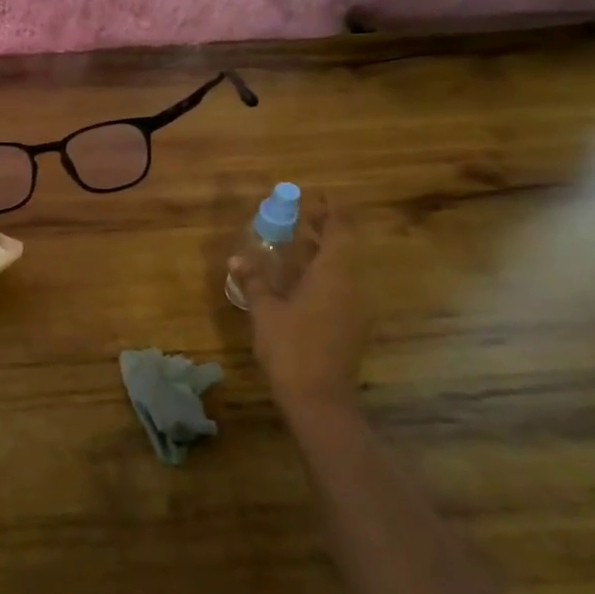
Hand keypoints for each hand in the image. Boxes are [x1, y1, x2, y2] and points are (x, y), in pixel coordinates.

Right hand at [229, 201, 366, 416]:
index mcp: (333, 274)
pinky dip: (323, 273)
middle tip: (300, 213)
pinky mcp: (352, 324)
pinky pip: (340, 285)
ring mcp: (355, 307)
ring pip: (343, 267)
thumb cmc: (291, 348)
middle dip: (324, 227)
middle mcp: (351, 285)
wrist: (320, 399)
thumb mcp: (265, 311)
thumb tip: (238, 258)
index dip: (330, 209)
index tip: (316, 194)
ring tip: (296, 241)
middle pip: (343, 246)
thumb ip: (254, 280)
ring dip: (322, 251)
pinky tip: (300, 279)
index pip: (339, 230)